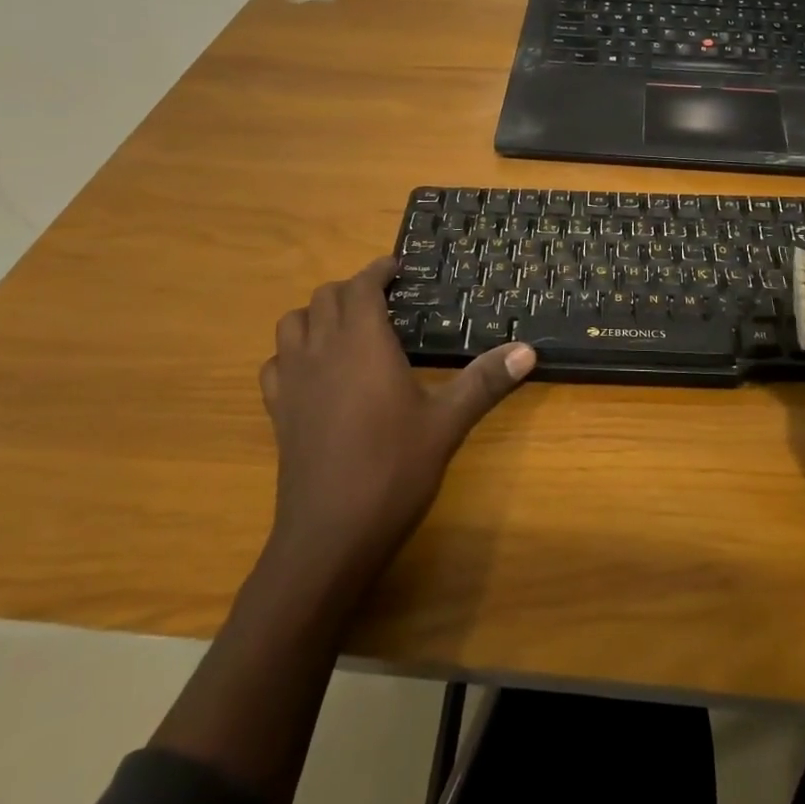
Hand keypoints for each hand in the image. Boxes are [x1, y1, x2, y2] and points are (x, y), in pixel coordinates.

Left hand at [260, 257, 536, 593]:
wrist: (330, 534)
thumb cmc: (393, 469)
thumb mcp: (447, 423)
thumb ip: (485, 381)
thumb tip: (529, 350)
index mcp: (363, 342)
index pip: (361, 285)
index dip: (378, 271)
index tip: (397, 269)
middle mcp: (322, 349)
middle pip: (326, 297)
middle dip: (353, 289)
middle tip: (383, 301)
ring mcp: (293, 380)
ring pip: (292, 323)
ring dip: (317, 314)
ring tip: (347, 328)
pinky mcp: (277, 410)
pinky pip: (275, 363)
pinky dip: (292, 352)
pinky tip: (314, 372)